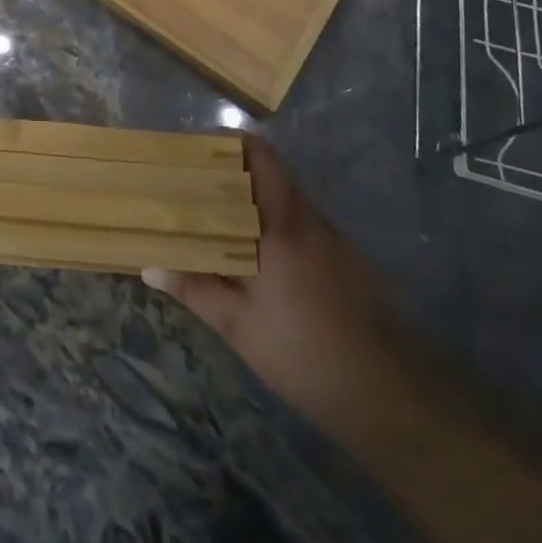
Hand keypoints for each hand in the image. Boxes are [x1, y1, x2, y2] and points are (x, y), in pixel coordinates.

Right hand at [143, 136, 417, 420]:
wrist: (392, 398)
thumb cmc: (305, 353)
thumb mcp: (238, 326)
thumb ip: (194, 289)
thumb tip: (150, 267)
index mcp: (282, 223)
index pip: (260, 156)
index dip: (229, 144)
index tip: (196, 153)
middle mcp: (311, 220)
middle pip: (271, 176)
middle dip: (233, 177)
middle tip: (196, 190)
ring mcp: (336, 241)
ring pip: (288, 204)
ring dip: (256, 206)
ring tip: (220, 225)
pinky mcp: (351, 264)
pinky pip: (306, 230)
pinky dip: (279, 231)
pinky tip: (261, 264)